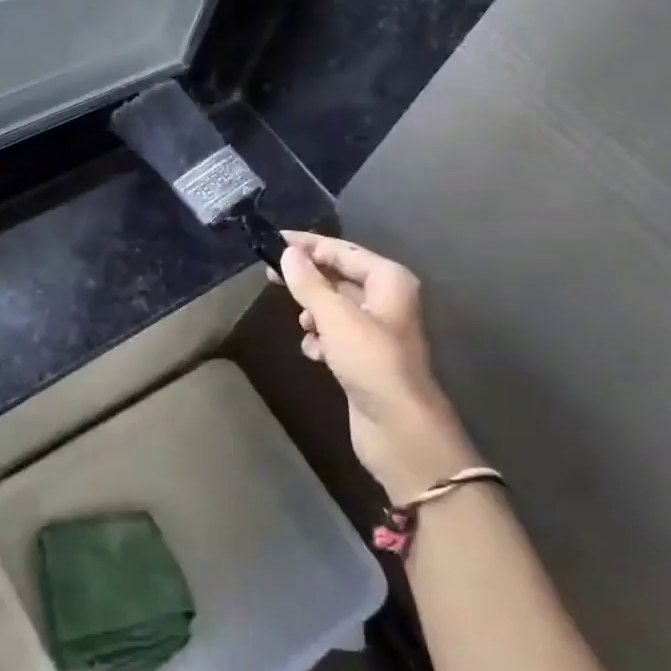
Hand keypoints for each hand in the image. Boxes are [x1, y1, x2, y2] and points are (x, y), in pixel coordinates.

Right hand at [276, 231, 476, 502]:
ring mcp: (376, 330)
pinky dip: (321, 339)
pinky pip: (335, 334)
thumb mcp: (336, 318)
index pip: (341, 250)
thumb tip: (288, 253)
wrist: (400, 429)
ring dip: (313, 313)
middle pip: (337, 276)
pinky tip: (315, 354)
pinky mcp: (364, 357)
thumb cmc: (372, 363)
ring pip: (333, 307)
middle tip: (269, 276)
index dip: (307, 245)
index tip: (272, 240)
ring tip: (303, 325)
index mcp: (388, 280)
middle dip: (306, 279)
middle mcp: (385, 299)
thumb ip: (309, 283)